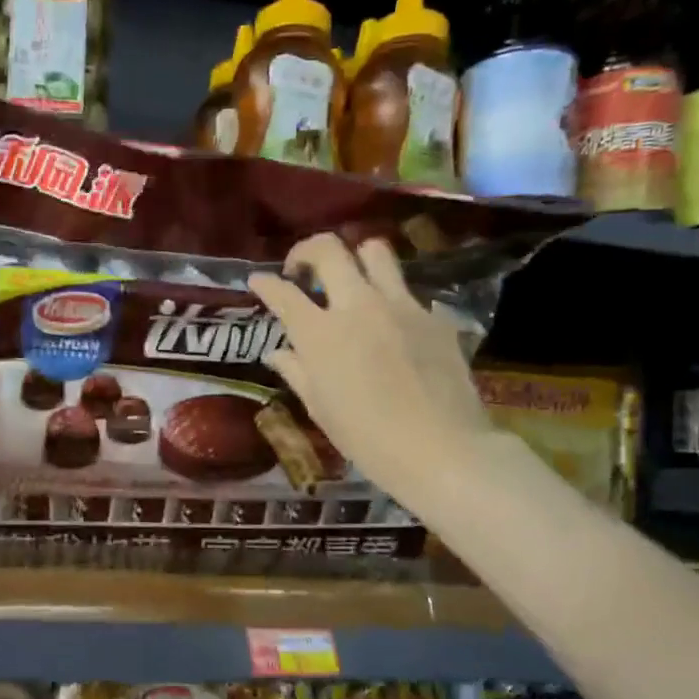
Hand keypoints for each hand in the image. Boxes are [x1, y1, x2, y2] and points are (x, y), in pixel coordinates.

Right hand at [248, 234, 495, 515]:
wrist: (440, 448)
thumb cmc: (366, 438)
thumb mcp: (320, 408)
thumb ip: (296, 371)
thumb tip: (279, 352)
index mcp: (320, 334)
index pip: (283, 293)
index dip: (264, 283)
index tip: (258, 281)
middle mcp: (357, 306)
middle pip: (329, 249)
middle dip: (306, 251)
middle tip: (302, 271)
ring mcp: (400, 305)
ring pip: (375, 251)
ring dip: (356, 259)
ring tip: (352, 281)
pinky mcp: (433, 315)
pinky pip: (407, 291)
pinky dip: (391, 299)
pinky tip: (392, 325)